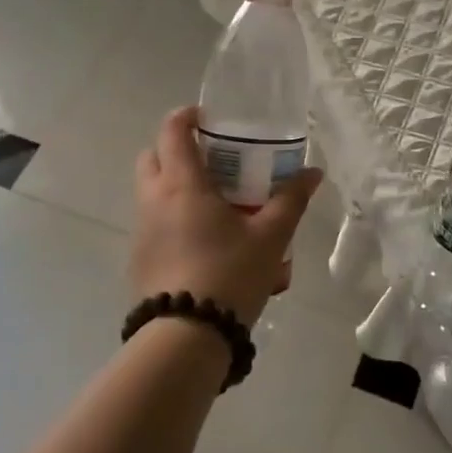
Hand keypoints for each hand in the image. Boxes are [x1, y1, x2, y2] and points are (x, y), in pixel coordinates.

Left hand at [131, 106, 323, 325]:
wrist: (186, 337)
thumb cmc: (229, 274)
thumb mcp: (270, 236)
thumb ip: (291, 200)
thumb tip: (313, 173)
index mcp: (182, 184)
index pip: (172, 130)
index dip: (187, 115)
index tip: (208, 117)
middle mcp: (153, 200)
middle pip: (153, 157)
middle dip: (177, 149)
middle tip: (212, 160)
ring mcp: (141, 231)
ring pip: (150, 191)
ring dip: (175, 185)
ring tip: (214, 204)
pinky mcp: (139, 259)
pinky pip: (153, 223)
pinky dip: (172, 217)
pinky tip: (203, 242)